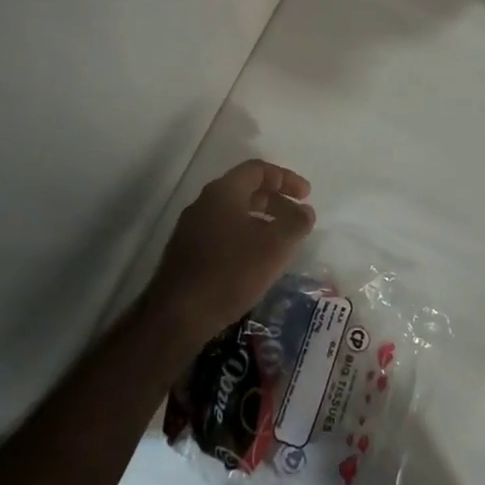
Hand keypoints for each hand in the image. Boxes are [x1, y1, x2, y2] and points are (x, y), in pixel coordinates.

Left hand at [147, 160, 315, 344]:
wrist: (178, 315)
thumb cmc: (231, 272)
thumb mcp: (275, 246)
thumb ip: (295, 223)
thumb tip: (305, 210)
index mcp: (223, 191)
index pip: (257, 169)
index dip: (286, 178)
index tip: (307, 195)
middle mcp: (204, 202)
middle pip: (245, 190)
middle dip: (276, 201)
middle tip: (298, 219)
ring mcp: (192, 227)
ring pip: (234, 213)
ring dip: (261, 221)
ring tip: (281, 242)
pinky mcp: (187, 252)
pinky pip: (222, 232)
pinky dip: (245, 237)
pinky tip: (256, 261)